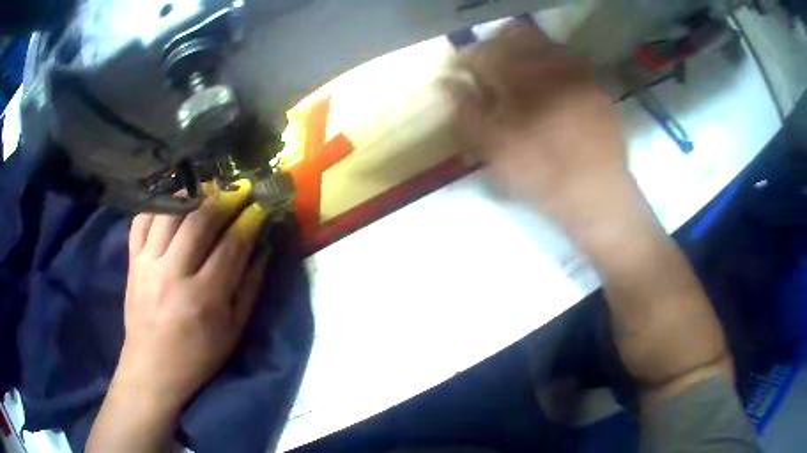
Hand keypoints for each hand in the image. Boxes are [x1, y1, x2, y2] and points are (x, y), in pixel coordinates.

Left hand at [116, 182, 269, 411]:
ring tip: (207, 190)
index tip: (260, 206)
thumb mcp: (233, 331)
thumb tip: (263, 250)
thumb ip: (249, 288)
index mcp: (204, 298)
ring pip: (169, 214)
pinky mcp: (132, 262)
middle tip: (238, 191)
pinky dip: (157, 206)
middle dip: (223, 199)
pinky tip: (172, 203)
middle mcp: (173, 274)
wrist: (153, 368)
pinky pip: (141, 221)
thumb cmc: (198, 356)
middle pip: (199, 221)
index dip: (249, 221)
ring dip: (191, 195)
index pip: (231, 246)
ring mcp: (148, 264)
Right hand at [443, 23, 629, 225]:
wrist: (598, 196)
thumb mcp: (496, 150)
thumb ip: (467, 112)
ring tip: (520, 76)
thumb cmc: (543, 175)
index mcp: (524, 79)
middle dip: (498, 45)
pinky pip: (571, 62)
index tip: (461, 71)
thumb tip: (447, 83)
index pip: (485, 52)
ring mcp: (580, 74)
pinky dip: (553, 66)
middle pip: (518, 35)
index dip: (468, 58)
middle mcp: (553, 66)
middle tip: (490, 66)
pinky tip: (551, 88)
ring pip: (546, 44)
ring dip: (526, 52)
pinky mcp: (597, 87)